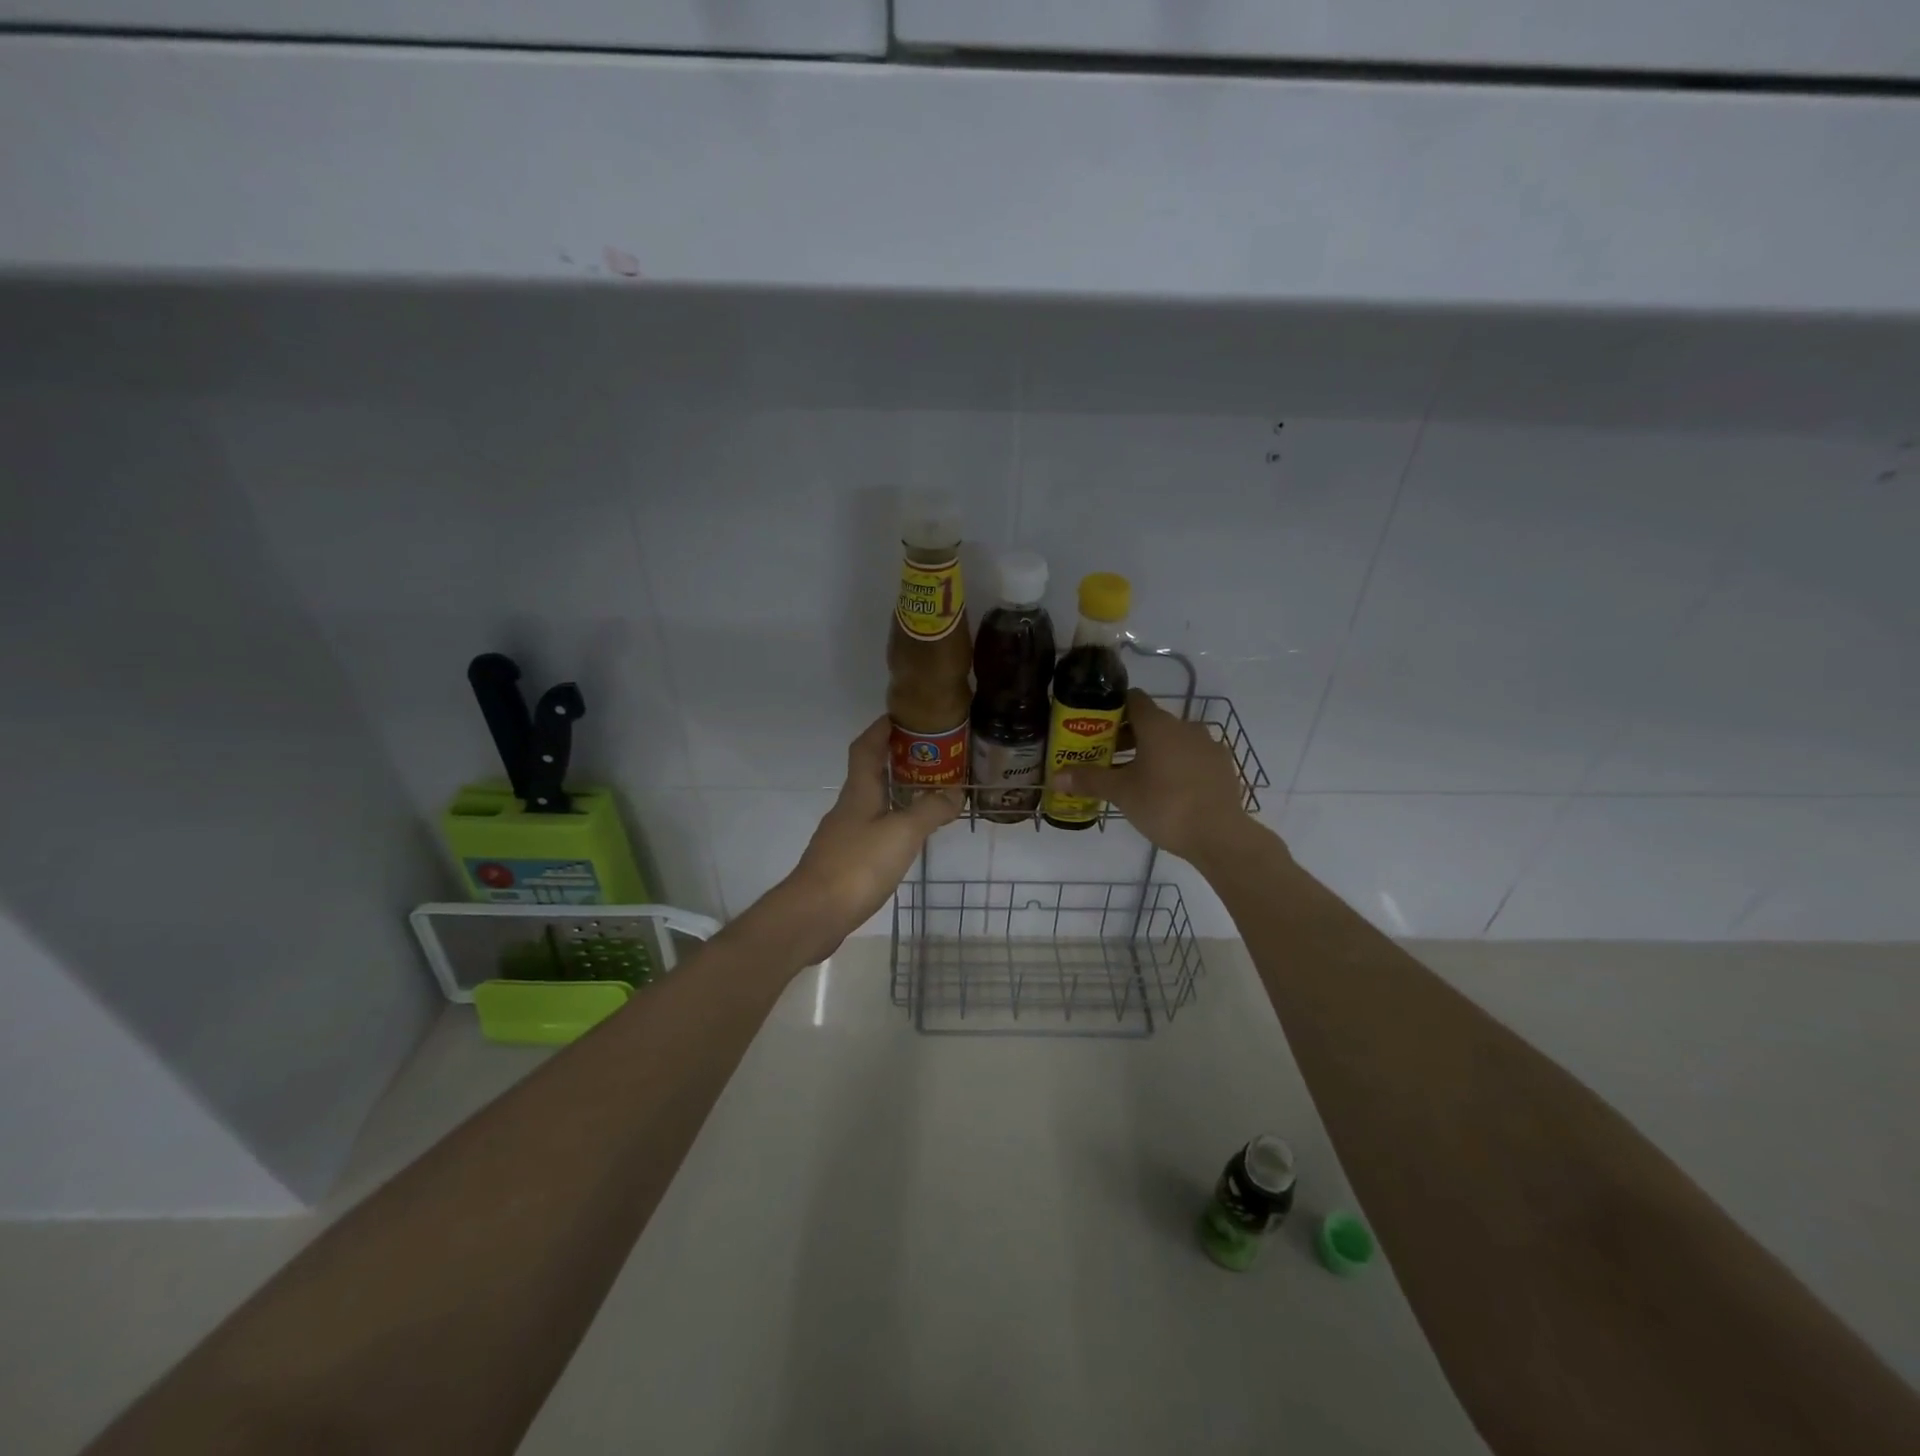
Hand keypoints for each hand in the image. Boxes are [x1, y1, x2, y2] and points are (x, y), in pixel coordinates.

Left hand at [771, 716, 958, 964]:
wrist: (814, 914)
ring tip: (928, 793)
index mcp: (859, 792)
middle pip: (870, 772)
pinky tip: (907, 836)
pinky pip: (872, 829)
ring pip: (872, 802)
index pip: (867, 747)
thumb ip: (929, 810)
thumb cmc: (857, 865)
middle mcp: (849, 807)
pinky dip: (892, 822)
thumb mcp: (902, 833)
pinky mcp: (844, 861)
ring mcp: (843, 835)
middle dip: (896, 759)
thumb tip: (955, 792)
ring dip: (896, 792)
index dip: (882, 728)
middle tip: (931, 755)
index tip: (904, 714)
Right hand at [1054, 689, 1260, 867]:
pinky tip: (1168, 790)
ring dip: (1154, 752)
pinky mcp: (1223, 766)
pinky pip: (1193, 758)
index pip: (1133, 700)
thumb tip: (1055, 778)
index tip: (1097, 728)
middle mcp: (1185, 726)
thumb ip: (1089, 780)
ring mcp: (1208, 746)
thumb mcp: (1121, 793)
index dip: (1113, 710)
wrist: (1220, 835)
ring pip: (1174, 740)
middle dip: (1129, 737)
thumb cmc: (1164, 805)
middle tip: (1109, 758)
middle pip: (1151, 722)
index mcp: (1158, 725)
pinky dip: (1177, 766)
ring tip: (1137, 777)